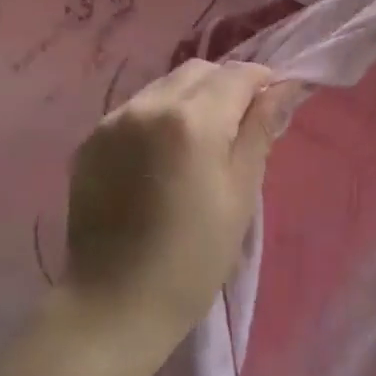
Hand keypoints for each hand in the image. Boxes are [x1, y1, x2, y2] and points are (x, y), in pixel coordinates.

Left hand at [63, 60, 301, 351]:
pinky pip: (134, 109)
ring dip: (189, 99)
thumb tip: (285, 87)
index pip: (237, 74)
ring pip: (164, 85)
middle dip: (225, 86)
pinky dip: (157, 117)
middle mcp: (148, 105)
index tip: (272, 105)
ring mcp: (113, 120)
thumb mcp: (240, 195)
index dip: (262, 82)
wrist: (114, 303)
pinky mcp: (91, 139)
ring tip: (197, 143)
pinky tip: (160, 157)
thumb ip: (260, 131)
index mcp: (192, 120)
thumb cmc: (193, 258)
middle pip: (198, 71)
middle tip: (237, 127)